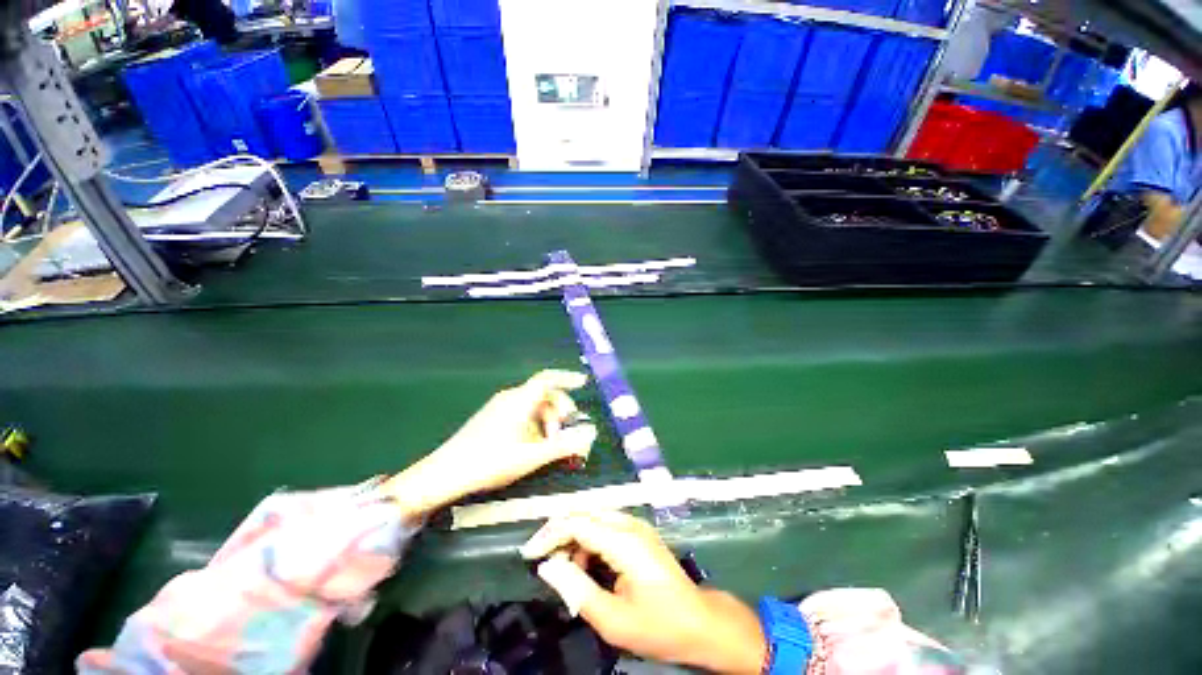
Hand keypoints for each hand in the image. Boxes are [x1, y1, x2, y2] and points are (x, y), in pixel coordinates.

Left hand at [383, 370, 596, 518]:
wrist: (444, 474)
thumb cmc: (491, 461)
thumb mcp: (532, 456)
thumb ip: (564, 445)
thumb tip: (591, 434)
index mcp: (520, 400)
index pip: (548, 379)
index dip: (568, 378)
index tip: (584, 382)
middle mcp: (510, 398)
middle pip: (544, 396)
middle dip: (560, 413)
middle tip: (564, 435)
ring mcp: (499, 408)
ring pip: (533, 408)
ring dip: (547, 423)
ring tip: (549, 447)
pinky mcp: (492, 419)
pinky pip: (521, 415)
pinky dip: (534, 427)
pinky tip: (533, 447)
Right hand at [521, 512, 766, 674]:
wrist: (699, 622)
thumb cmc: (658, 626)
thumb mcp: (612, 619)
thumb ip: (577, 589)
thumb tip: (547, 566)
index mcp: (624, 541)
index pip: (577, 523)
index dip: (550, 535)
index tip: (528, 554)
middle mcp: (629, 524)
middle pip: (584, 514)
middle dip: (559, 533)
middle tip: (542, 559)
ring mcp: (636, 525)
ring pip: (593, 518)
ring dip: (574, 537)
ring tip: (565, 568)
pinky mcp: (639, 532)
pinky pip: (605, 526)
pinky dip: (589, 540)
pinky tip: (586, 564)